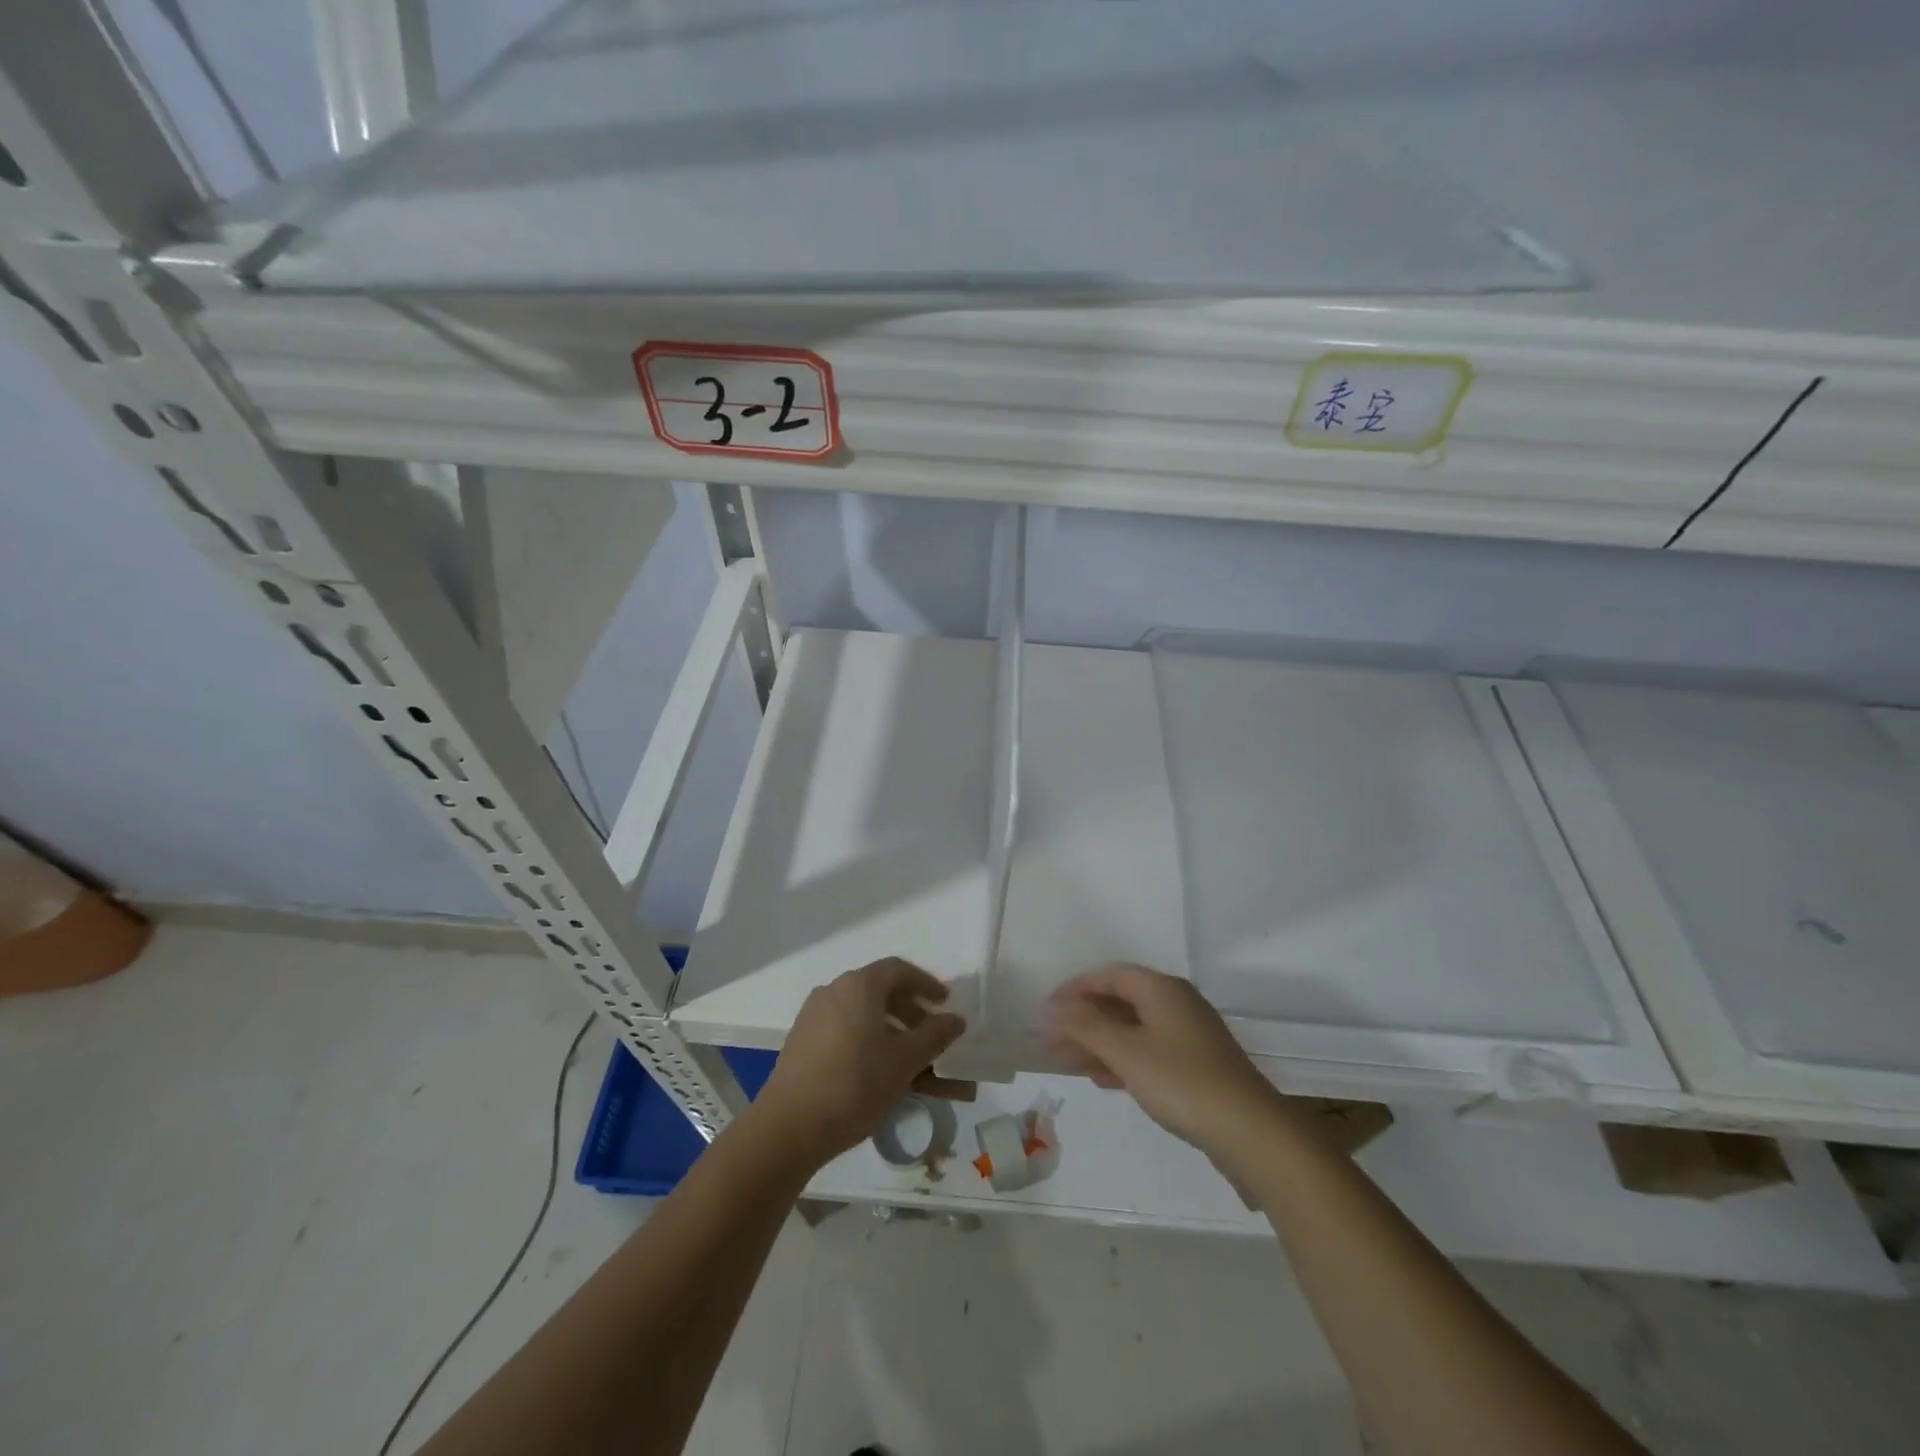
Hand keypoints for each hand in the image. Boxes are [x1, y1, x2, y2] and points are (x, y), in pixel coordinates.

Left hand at [752, 958, 964, 1168]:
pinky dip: (867, 1040)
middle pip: (879, 989)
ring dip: (890, 1029)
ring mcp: (814, 1016)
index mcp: (859, 985)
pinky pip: (844, 1029)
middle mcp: (834, 990)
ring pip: (862, 1013)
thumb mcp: (904, 1061)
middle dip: (910, 1010)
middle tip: (930, 1034)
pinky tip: (878, 1071)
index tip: (944, 1003)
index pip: (899, 970)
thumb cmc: (854, 1085)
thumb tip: (956, 1019)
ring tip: (909, 1059)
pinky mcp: (802, 1041)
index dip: (926, 983)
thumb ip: (934, 1036)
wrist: (788, 1128)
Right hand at [1044, 963, 1280, 1157]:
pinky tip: (1105, 1080)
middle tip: (1052, 1043)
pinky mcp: (1197, 1066)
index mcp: (1161, 989)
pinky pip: (1149, 1051)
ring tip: (1070, 1063)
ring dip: (1100, 1042)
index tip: (1047, 1011)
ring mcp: (1189, 1035)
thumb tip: (1056, 1008)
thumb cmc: (1182, 1081)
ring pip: (1133, 1029)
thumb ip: (1086, 1026)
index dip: (1075, 989)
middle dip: (1084, 1020)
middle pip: (1120, 1002)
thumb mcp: (1126, 1051)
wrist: (1250, 1132)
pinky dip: (1123, 1060)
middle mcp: (1176, 1003)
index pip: (1109, 975)